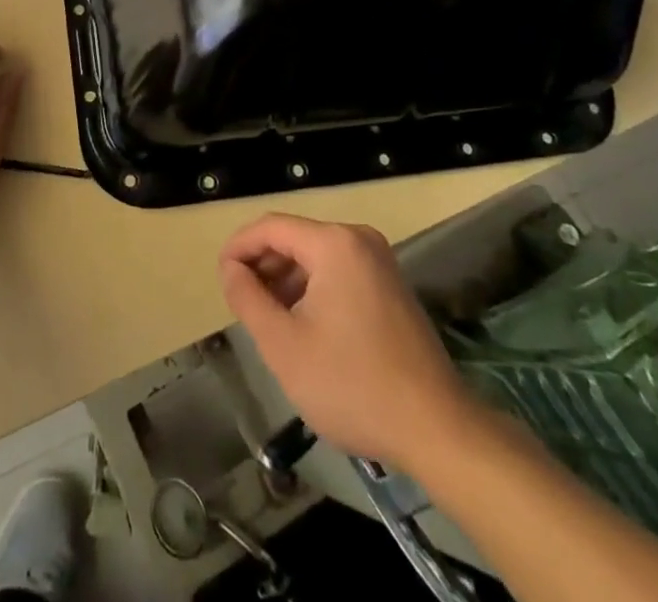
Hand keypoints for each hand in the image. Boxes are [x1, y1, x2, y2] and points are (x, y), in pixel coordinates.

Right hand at [220, 214, 476, 469]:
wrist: (438, 430)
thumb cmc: (352, 384)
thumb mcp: (284, 345)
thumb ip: (248, 298)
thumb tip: (231, 268)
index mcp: (334, 243)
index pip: (270, 227)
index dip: (238, 248)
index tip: (220, 278)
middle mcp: (358, 239)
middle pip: (294, 238)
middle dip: (263, 266)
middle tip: (241, 303)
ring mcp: (380, 262)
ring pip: (316, 257)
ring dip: (287, 281)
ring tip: (268, 319)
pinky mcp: (391, 286)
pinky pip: (339, 272)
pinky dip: (314, 290)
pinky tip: (304, 326)